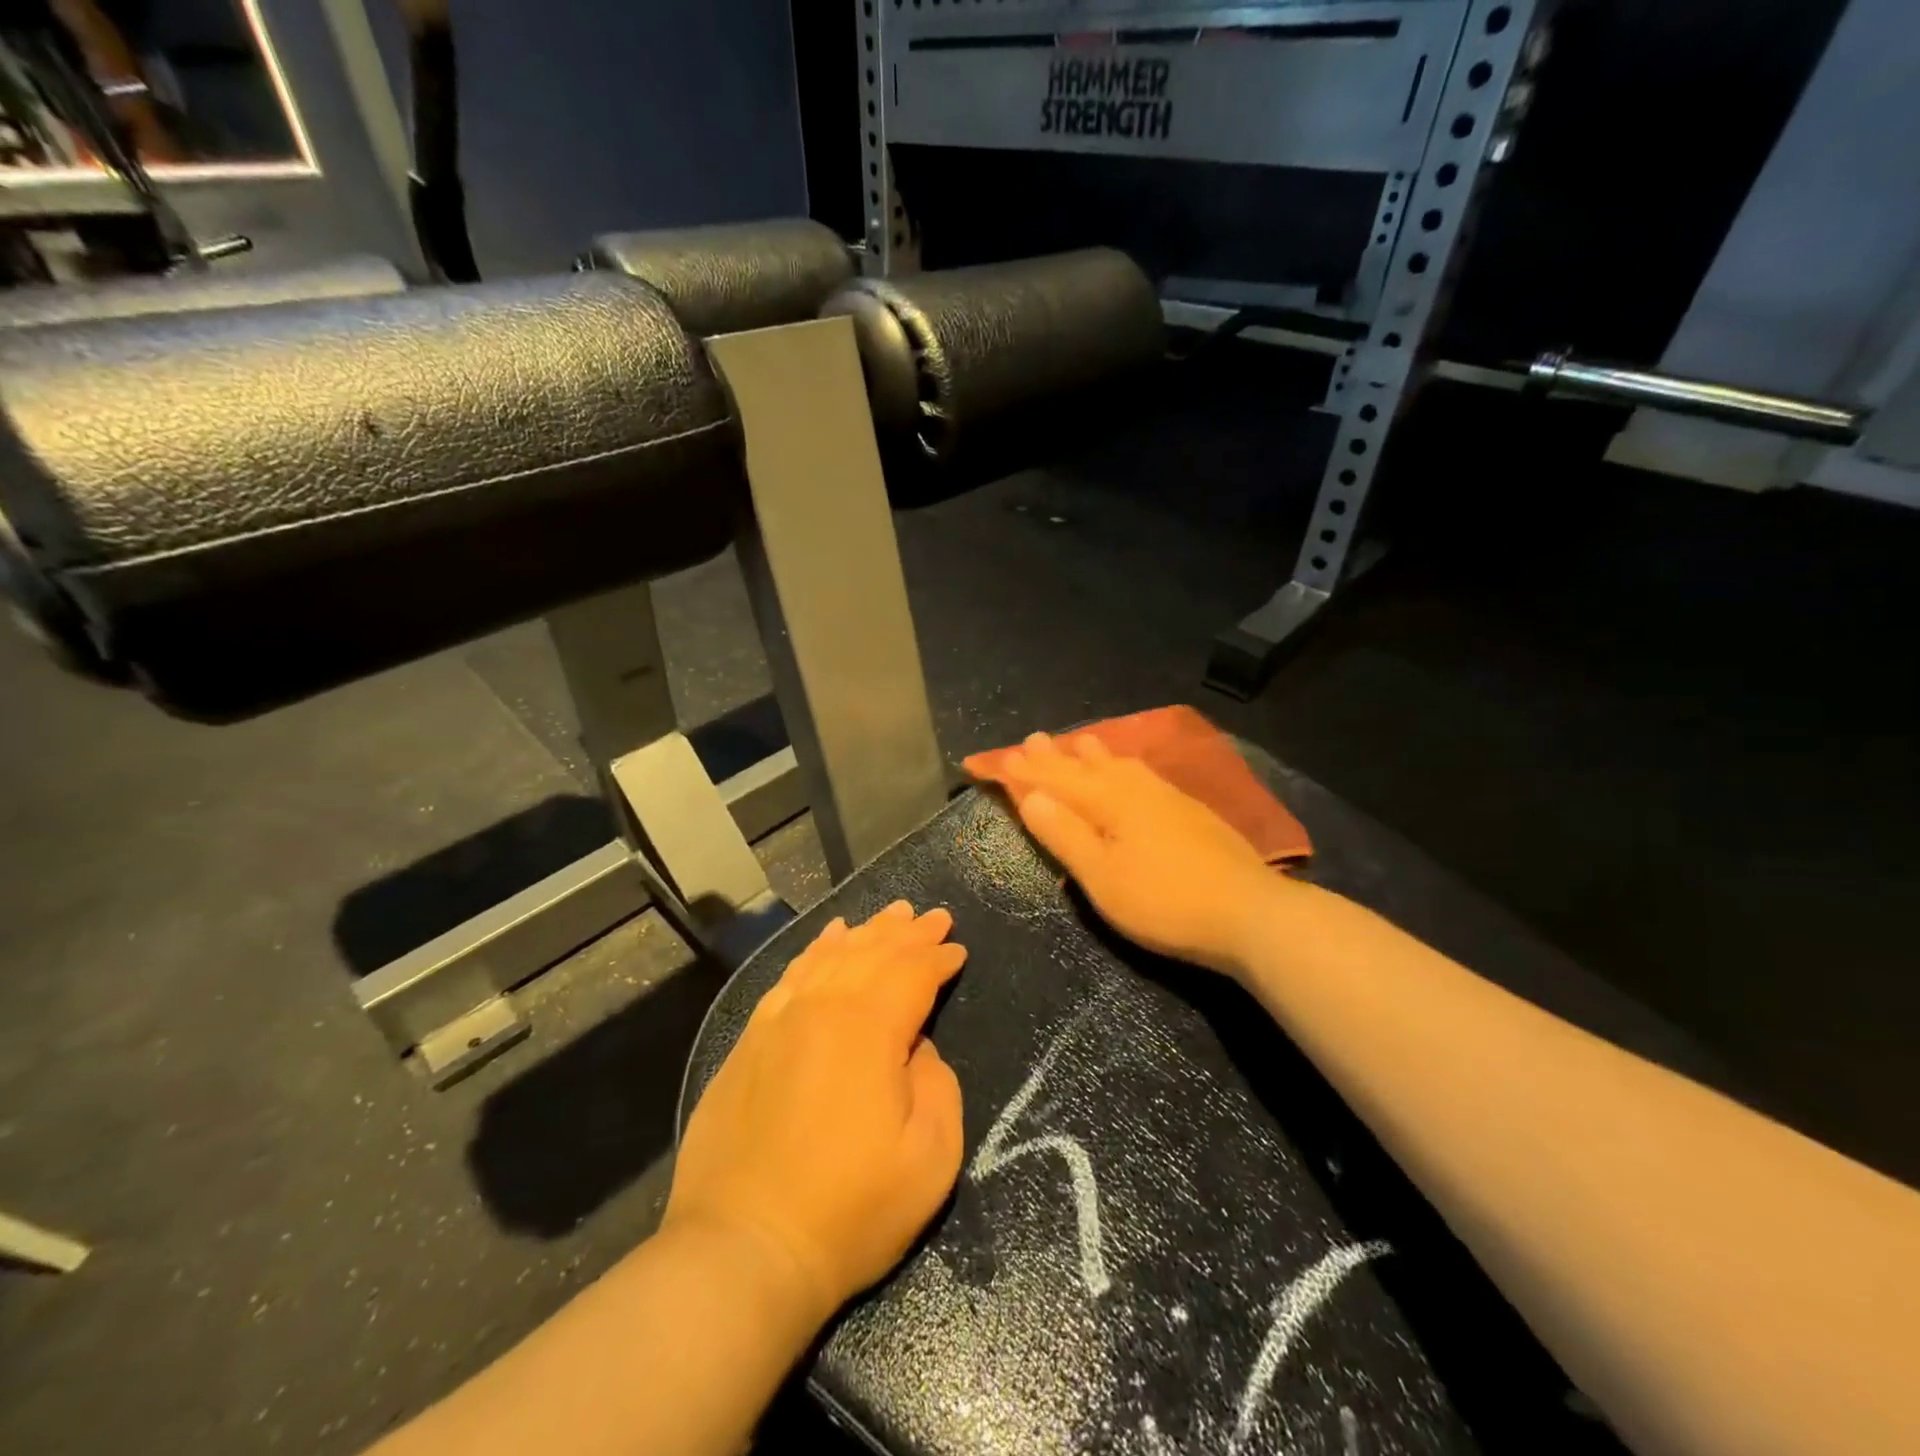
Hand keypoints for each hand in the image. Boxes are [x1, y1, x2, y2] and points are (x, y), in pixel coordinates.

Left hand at [663, 903, 966, 1328]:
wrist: (742, 1250)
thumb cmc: (849, 1210)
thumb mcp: (929, 1159)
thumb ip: (938, 1085)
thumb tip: (918, 1046)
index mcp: (868, 1029)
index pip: (911, 974)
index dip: (938, 958)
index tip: (958, 950)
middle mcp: (822, 1008)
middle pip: (872, 954)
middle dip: (908, 932)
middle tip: (933, 916)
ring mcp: (779, 1021)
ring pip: (830, 956)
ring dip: (866, 932)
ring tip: (890, 914)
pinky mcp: (749, 1041)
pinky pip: (790, 977)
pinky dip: (815, 951)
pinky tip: (828, 939)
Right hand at [976, 732, 1283, 977]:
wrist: (1249, 912)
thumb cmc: (1164, 901)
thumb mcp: (1102, 877)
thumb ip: (1065, 834)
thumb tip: (1030, 795)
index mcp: (1108, 800)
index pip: (1054, 779)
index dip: (1023, 771)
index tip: (997, 758)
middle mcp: (1134, 787)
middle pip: (1085, 765)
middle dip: (1055, 756)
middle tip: (1032, 739)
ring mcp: (1166, 795)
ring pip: (1118, 764)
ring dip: (1091, 754)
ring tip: (1078, 741)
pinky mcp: (1188, 809)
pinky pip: (1141, 772)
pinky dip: (1121, 764)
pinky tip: (1130, 770)